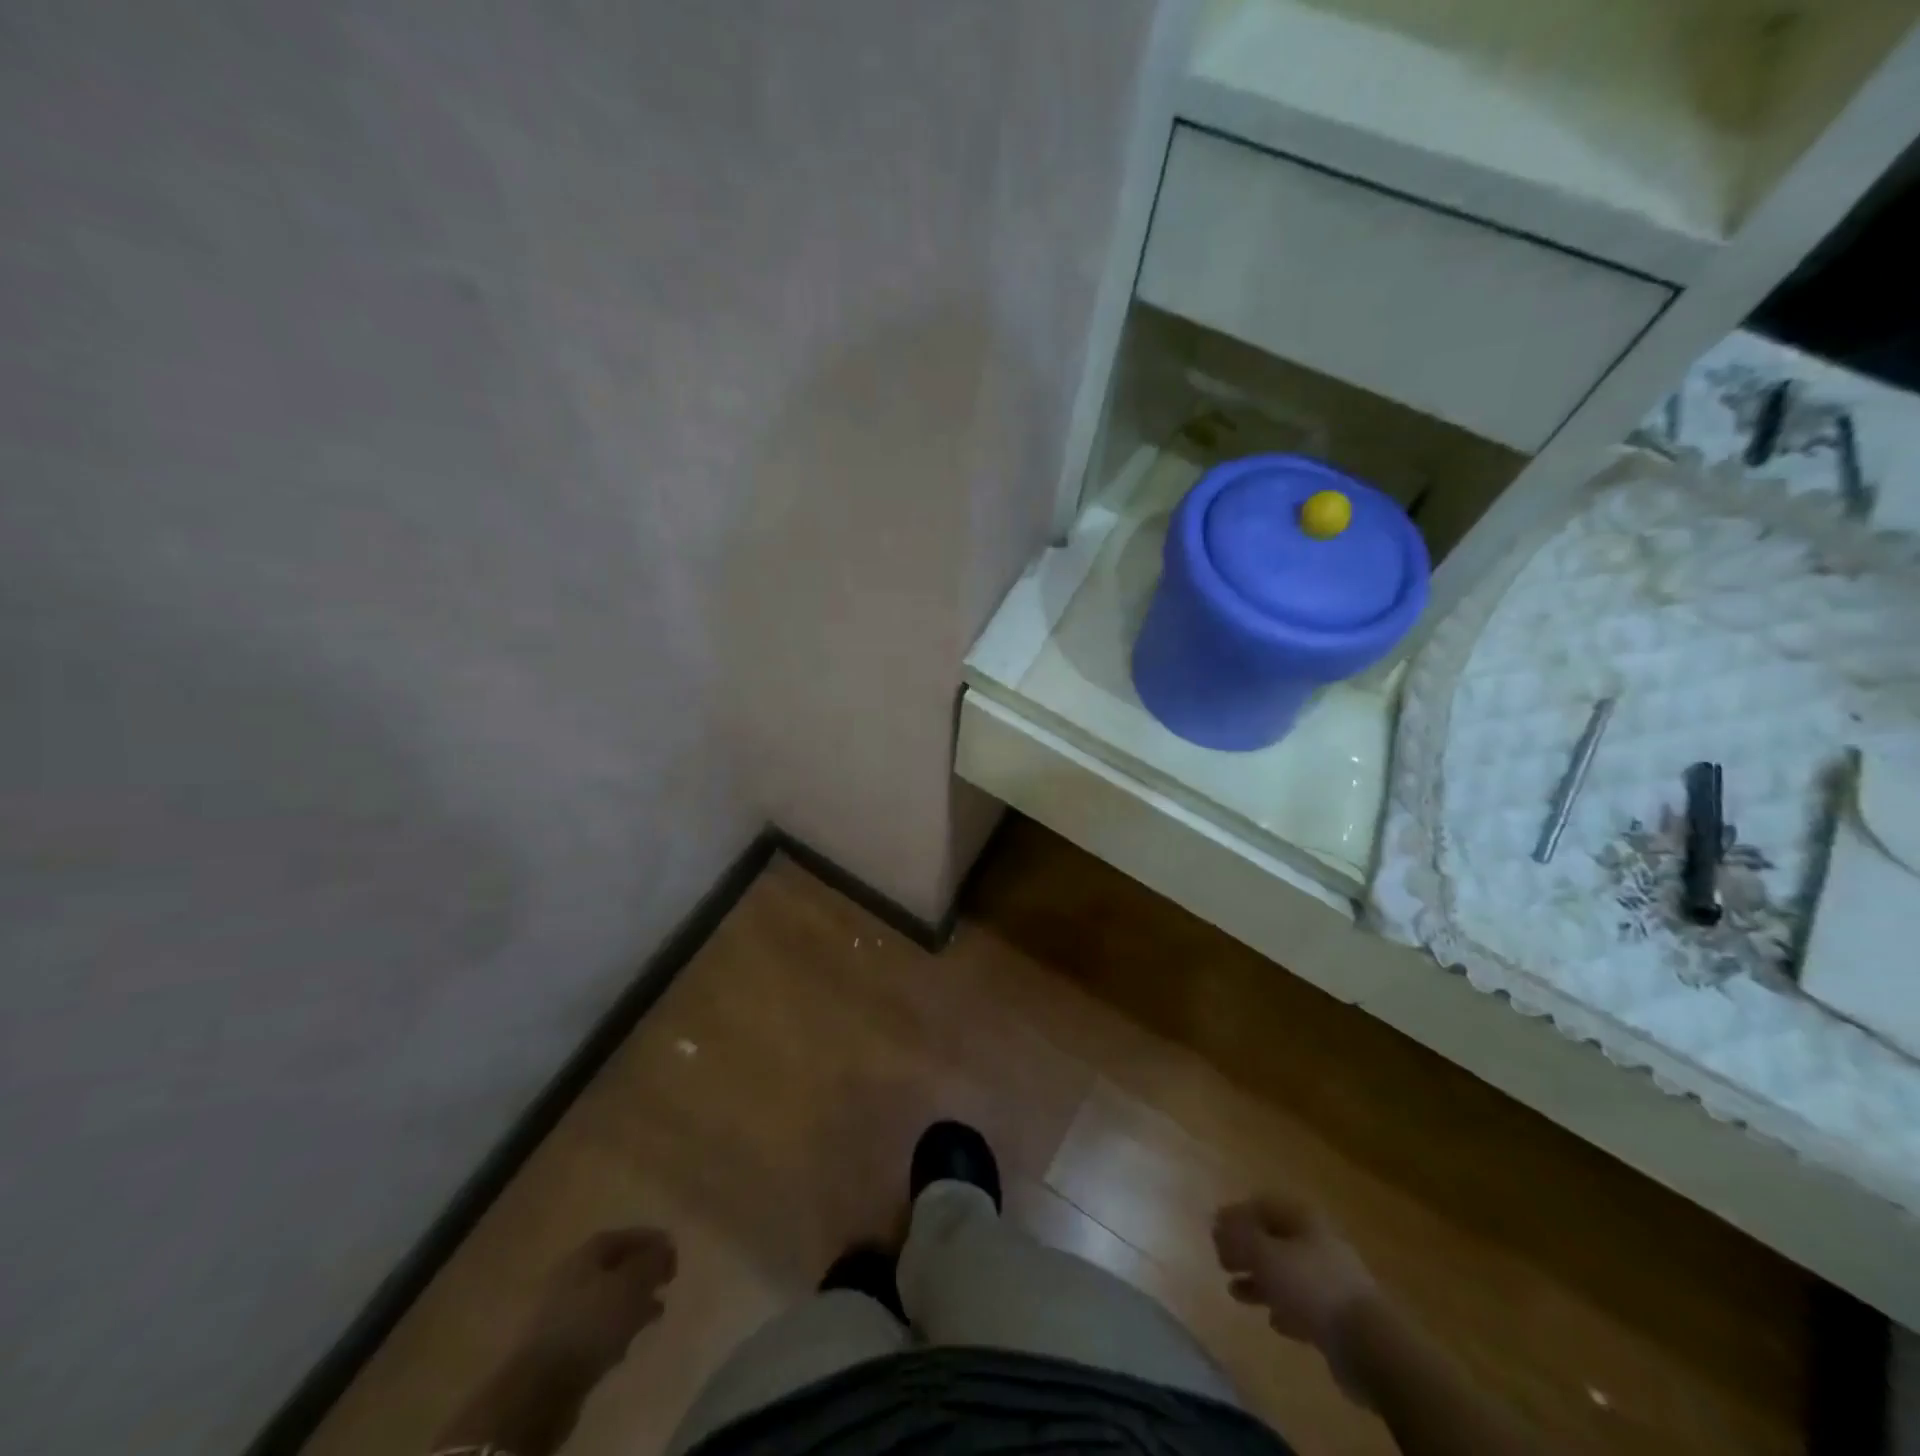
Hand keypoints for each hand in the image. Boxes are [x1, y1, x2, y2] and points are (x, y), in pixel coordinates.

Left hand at [517, 1227, 676, 1383]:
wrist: (540, 1387)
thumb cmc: (592, 1322)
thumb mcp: (632, 1284)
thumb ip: (652, 1261)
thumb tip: (664, 1246)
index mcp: (586, 1253)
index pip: (625, 1236)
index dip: (652, 1240)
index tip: (674, 1254)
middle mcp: (571, 1274)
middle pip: (615, 1265)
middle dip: (643, 1272)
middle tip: (667, 1281)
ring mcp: (562, 1310)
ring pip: (607, 1296)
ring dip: (632, 1300)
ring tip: (656, 1310)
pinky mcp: (560, 1343)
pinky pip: (596, 1323)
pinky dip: (617, 1324)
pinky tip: (630, 1336)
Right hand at [1213, 1192, 1377, 1354]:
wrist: (1368, 1344)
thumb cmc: (1311, 1286)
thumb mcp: (1265, 1256)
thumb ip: (1237, 1237)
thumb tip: (1217, 1222)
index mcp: (1302, 1218)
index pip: (1261, 1204)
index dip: (1235, 1215)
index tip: (1214, 1231)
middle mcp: (1316, 1241)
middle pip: (1273, 1238)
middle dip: (1245, 1249)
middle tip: (1221, 1261)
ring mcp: (1329, 1278)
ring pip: (1285, 1271)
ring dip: (1259, 1280)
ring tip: (1235, 1292)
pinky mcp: (1337, 1314)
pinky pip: (1302, 1303)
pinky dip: (1283, 1306)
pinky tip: (1271, 1319)